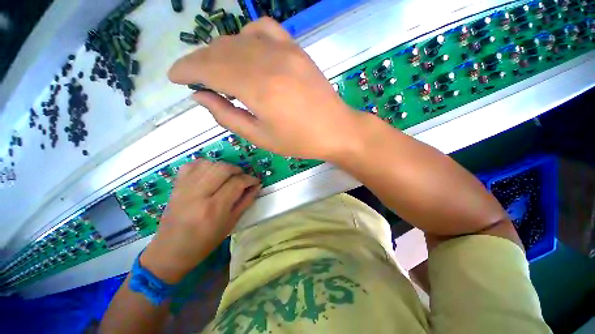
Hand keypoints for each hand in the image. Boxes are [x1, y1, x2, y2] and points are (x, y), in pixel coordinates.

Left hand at [141, 159, 259, 283]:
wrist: (170, 251)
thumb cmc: (205, 242)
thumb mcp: (231, 224)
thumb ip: (246, 202)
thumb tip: (257, 186)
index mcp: (214, 208)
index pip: (237, 183)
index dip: (250, 179)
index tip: (256, 181)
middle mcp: (198, 194)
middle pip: (223, 168)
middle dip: (238, 170)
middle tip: (242, 177)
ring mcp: (184, 188)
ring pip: (209, 163)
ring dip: (223, 167)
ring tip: (228, 176)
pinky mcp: (176, 185)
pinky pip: (192, 165)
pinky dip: (205, 165)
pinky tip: (211, 173)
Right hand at [168, 17, 361, 160]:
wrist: (335, 130)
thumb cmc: (299, 141)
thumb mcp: (260, 137)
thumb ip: (227, 116)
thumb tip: (200, 96)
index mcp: (257, 89)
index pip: (208, 69)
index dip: (185, 70)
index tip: (173, 77)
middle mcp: (267, 62)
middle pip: (220, 51)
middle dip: (199, 62)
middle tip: (192, 77)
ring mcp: (284, 51)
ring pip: (238, 40)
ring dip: (220, 52)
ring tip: (216, 69)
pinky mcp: (296, 49)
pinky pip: (265, 29)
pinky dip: (247, 36)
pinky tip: (247, 51)